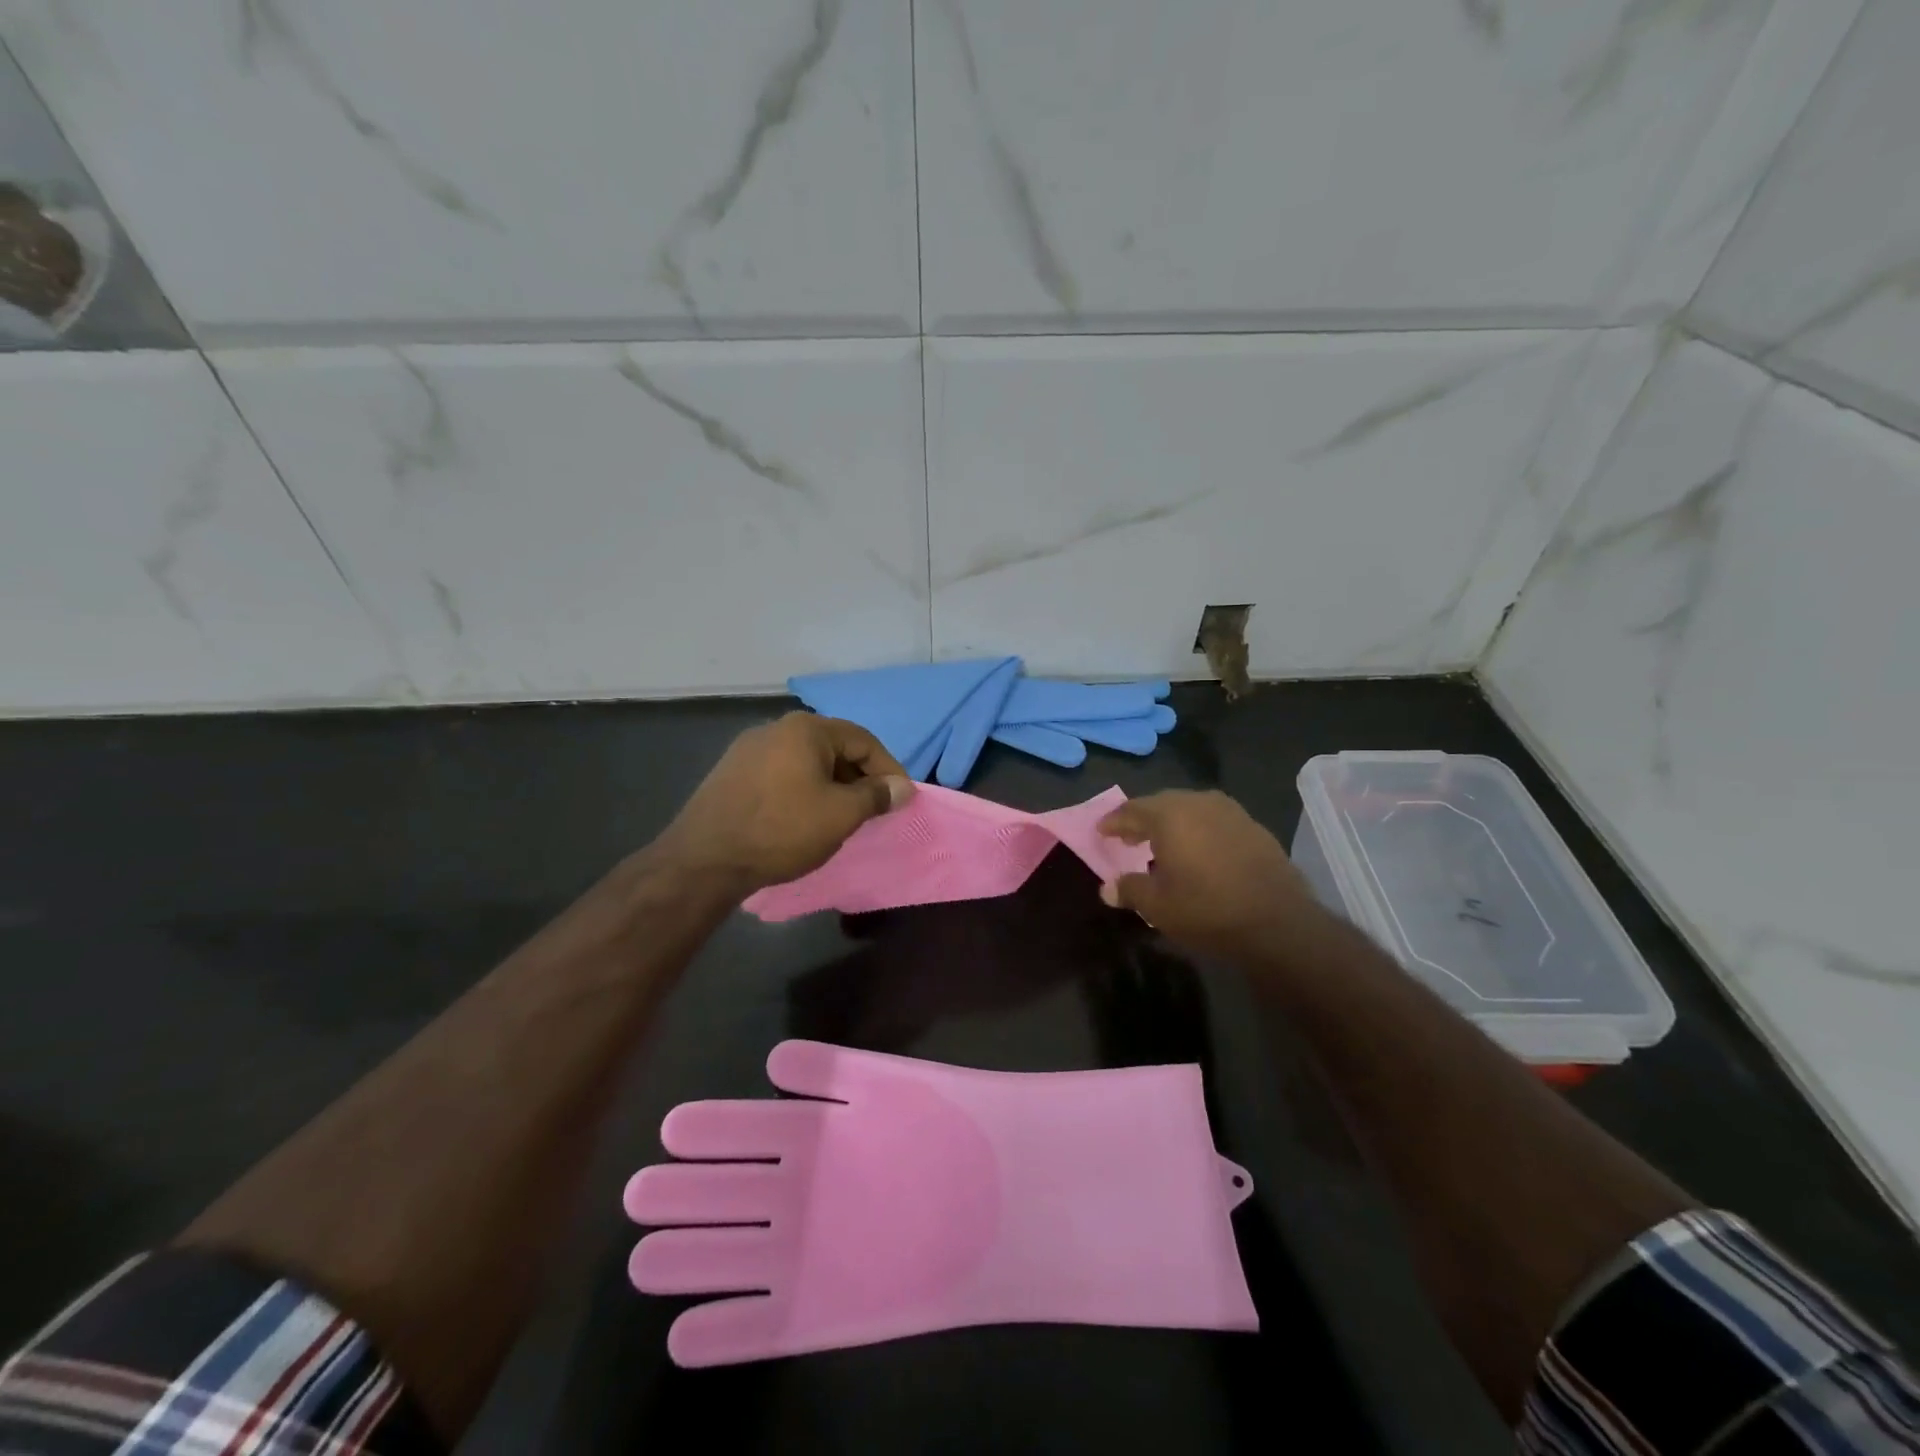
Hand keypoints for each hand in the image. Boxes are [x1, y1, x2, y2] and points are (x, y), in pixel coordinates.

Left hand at [658, 713, 913, 895]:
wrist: (704, 860)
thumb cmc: (782, 830)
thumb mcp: (841, 815)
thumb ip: (877, 796)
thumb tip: (902, 787)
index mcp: (806, 728)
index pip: (864, 740)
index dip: (889, 770)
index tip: (901, 800)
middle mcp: (776, 728)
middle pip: (834, 747)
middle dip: (859, 778)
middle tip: (873, 810)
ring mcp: (748, 749)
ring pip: (806, 762)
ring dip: (831, 785)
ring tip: (841, 817)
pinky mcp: (731, 773)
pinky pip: (782, 774)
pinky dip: (803, 791)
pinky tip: (803, 818)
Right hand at [1097, 790, 1322, 957]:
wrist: (1279, 923)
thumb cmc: (1208, 910)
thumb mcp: (1158, 906)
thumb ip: (1130, 889)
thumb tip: (1108, 888)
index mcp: (1169, 815)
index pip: (1131, 810)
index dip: (1113, 822)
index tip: (1101, 831)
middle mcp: (1199, 803)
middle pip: (1161, 804)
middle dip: (1142, 819)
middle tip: (1128, 838)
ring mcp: (1231, 812)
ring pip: (1190, 809)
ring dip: (1172, 823)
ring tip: (1162, 844)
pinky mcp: (1254, 827)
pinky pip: (1214, 820)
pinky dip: (1198, 830)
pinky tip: (1198, 851)